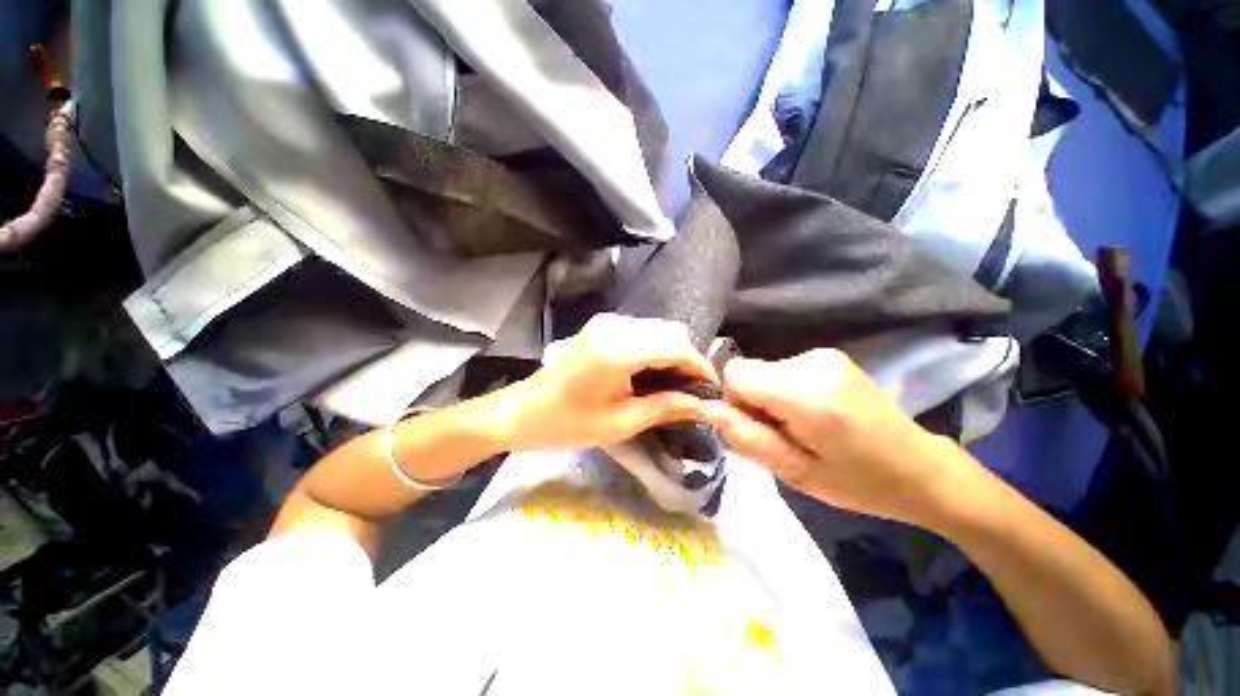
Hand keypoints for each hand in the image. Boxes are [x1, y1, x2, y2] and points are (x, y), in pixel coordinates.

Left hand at [492, 314, 717, 451]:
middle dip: (688, 359)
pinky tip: (652, 372)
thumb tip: (705, 405)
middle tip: (691, 392)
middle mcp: (614, 325)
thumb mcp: (621, 423)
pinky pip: (642, 331)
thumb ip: (666, 407)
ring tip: (674, 385)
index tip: (712, 391)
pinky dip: (656, 348)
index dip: (700, 366)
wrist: (523, 411)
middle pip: (670, 331)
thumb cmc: (568, 424)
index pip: (676, 346)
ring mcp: (606, 322)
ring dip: (673, 353)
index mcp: (618, 349)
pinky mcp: (602, 326)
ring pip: (658, 329)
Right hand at [700, 349, 972, 525]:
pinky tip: (815, 414)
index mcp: (806, 392)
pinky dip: (785, 390)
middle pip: (748, 371)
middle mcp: (812, 362)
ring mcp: (823, 355)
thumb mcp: (795, 472)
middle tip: (783, 434)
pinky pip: (782, 369)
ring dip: (769, 397)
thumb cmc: (859, 482)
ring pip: (764, 370)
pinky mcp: (829, 356)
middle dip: (752, 401)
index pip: (734, 373)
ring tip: (803, 427)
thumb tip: (706, 409)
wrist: (922, 469)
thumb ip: (746, 437)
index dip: (733, 401)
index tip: (756, 428)